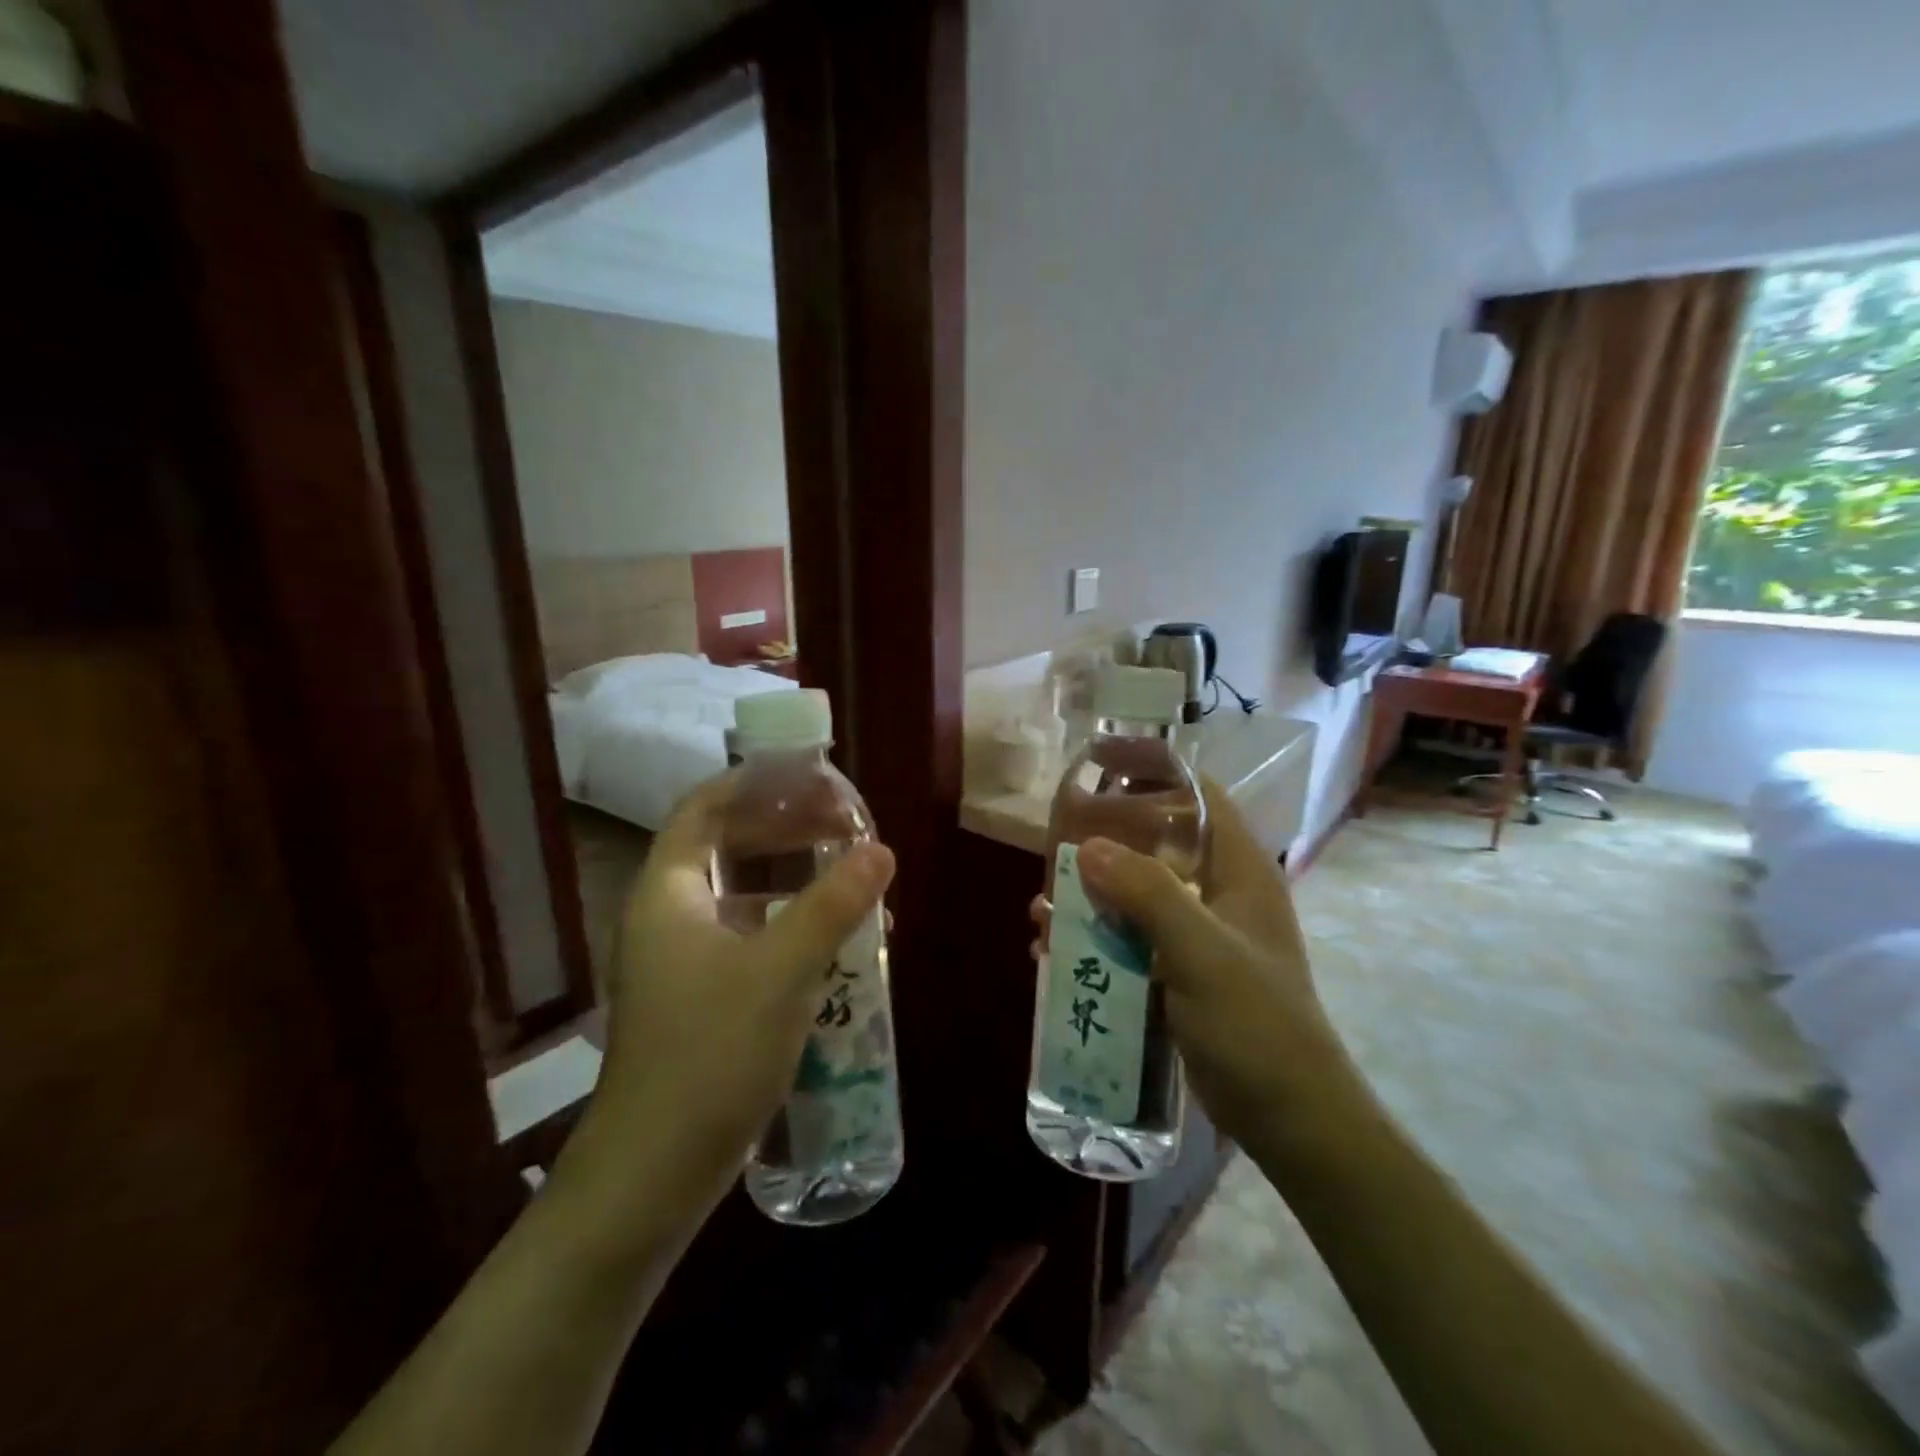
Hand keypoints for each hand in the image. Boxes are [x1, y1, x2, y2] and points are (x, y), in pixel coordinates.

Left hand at [589, 775, 895, 1213]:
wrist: (654, 1173)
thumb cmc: (710, 1054)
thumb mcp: (782, 970)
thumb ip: (833, 904)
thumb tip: (882, 849)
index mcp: (667, 892)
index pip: (704, 809)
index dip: (753, 784)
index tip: (809, 776)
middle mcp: (667, 916)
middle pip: (725, 846)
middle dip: (785, 828)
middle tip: (844, 824)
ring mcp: (680, 960)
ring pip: (741, 895)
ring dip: (794, 879)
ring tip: (850, 876)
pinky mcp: (699, 998)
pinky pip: (748, 937)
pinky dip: (789, 925)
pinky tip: (834, 942)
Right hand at [1031, 781, 1351, 1148]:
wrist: (1288, 1117)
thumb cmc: (1256, 1023)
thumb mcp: (1201, 952)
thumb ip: (1148, 894)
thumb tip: (1087, 848)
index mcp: (1239, 870)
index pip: (1200, 796)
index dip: (1154, 770)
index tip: (1101, 763)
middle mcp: (1217, 892)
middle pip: (1157, 842)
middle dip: (1105, 840)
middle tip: (1054, 842)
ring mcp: (1197, 933)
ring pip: (1136, 894)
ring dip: (1090, 897)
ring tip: (1042, 907)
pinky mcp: (1178, 970)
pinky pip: (1129, 938)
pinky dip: (1094, 938)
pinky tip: (1053, 953)